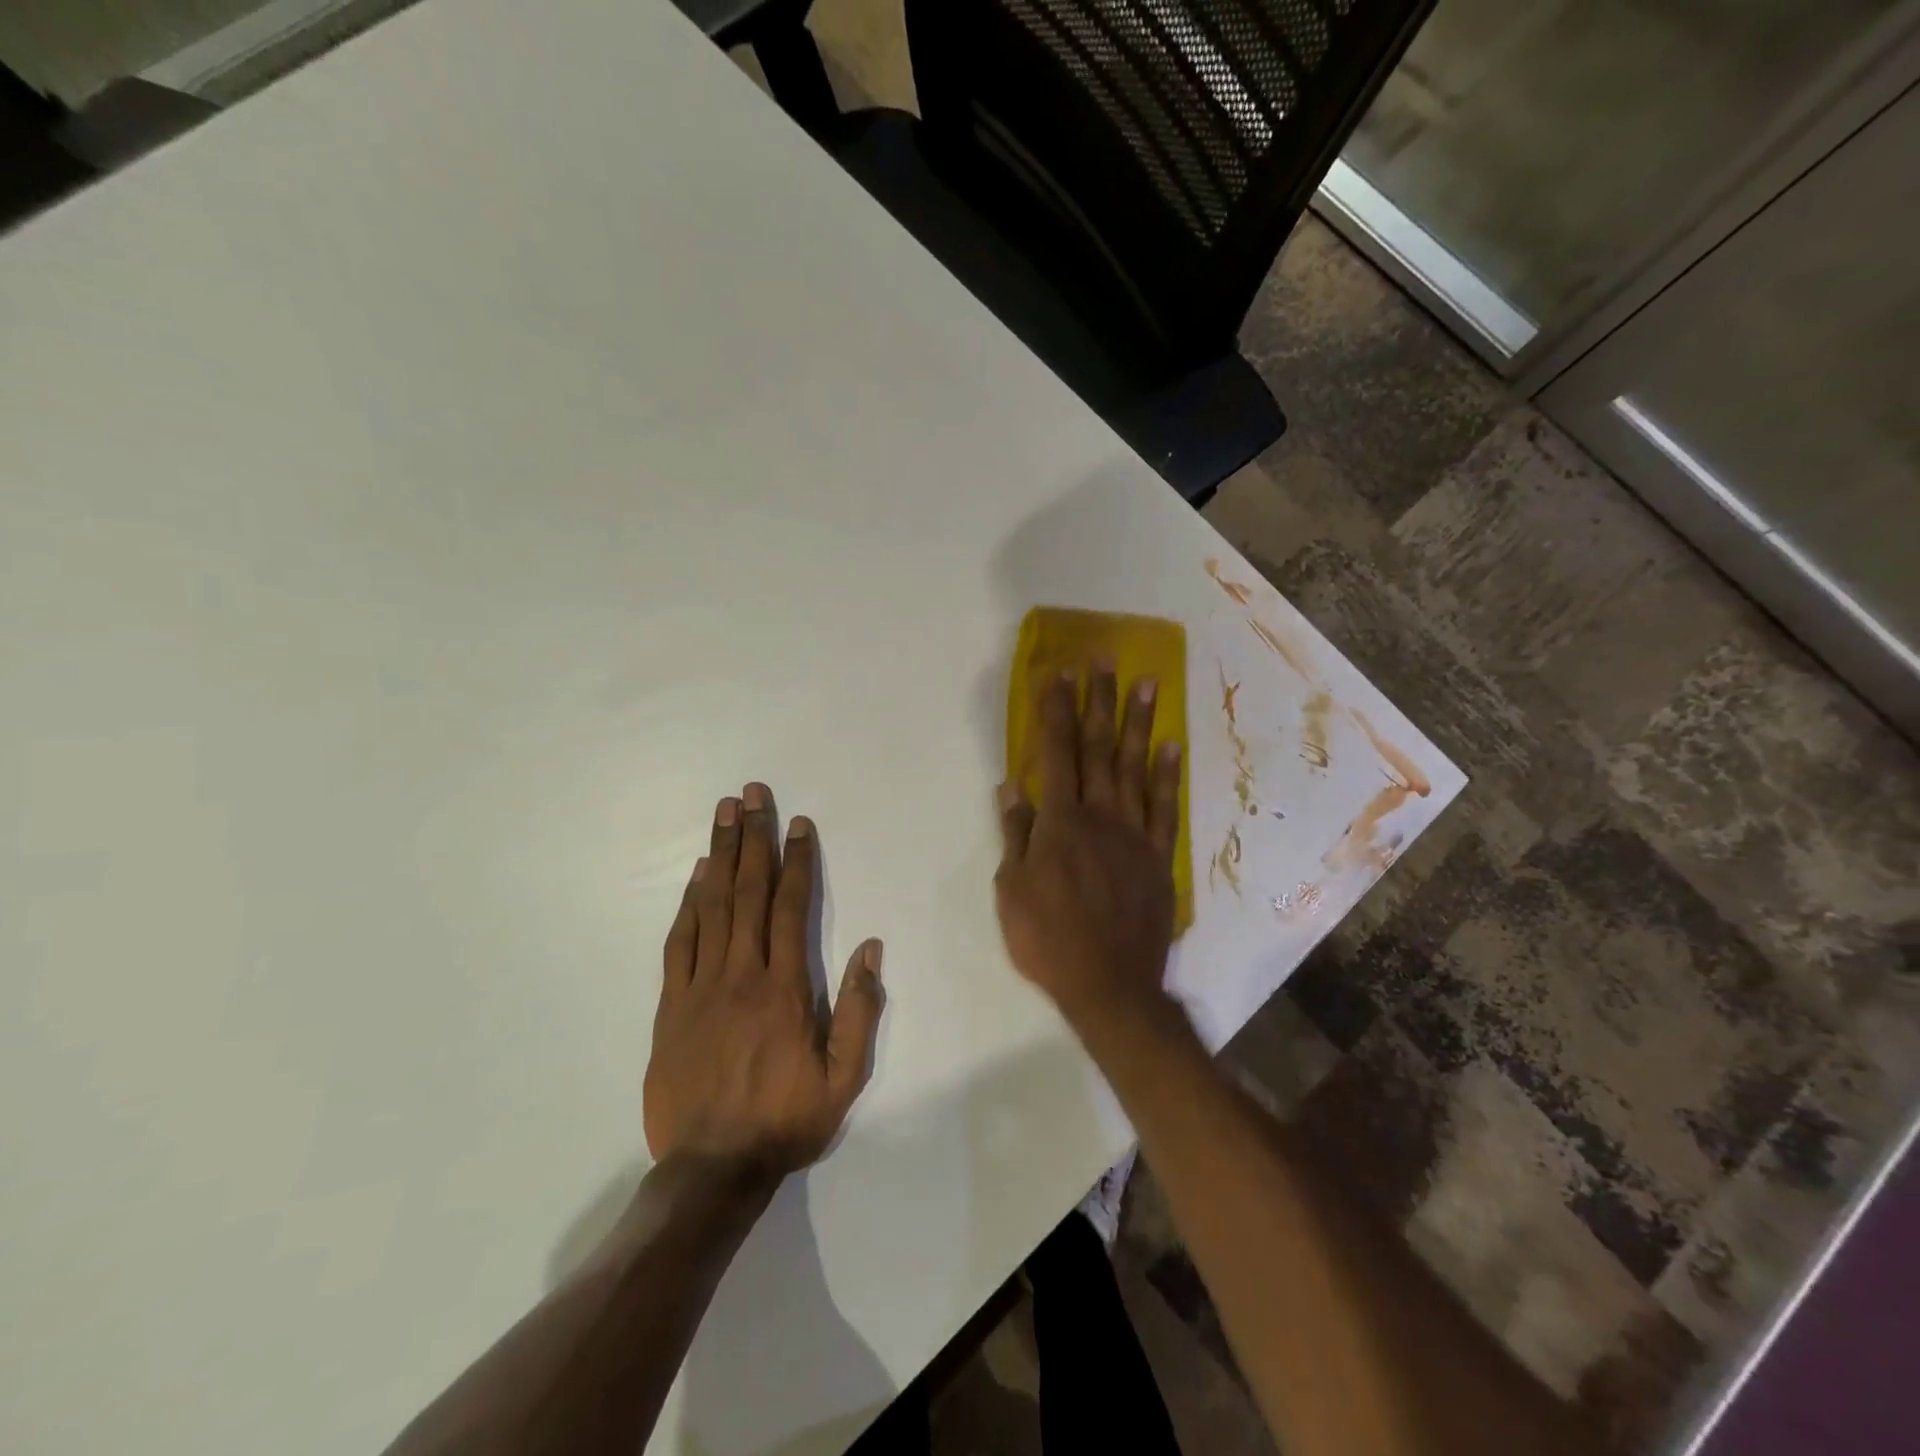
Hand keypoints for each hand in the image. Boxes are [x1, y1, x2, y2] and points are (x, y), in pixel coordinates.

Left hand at [644, 783, 884, 1181]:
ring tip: (724, 814)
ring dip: (720, 855)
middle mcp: (741, 974)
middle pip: (749, 892)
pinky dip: (688, 904)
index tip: (798, 823)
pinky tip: (697, 876)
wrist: (710, 1170)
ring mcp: (700, 987)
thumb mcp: (843, 1077)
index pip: (791, 908)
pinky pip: (679, 942)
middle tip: (751, 794)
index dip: (796, 860)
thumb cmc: (785, 1121)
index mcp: (784, 988)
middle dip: (753, 838)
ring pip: (712, 906)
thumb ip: (860, 1009)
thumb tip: (869, 947)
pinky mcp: (670, 1005)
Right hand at [994, 663, 1183, 1027]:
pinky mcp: (1159, 856)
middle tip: (1106, 659)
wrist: (1111, 985)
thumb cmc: (1049, 940)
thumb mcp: (1011, 890)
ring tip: (1148, 683)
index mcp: (1060, 823)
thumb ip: (1015, 835)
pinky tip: (1172, 745)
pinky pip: (1166, 807)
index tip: (1058, 675)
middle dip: (1100, 701)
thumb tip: (1012, 787)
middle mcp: (1100, 816)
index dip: (1055, 712)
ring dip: (1140, 724)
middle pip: (1099, 749)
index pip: (1056, 754)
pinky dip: (1169, 775)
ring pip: (1137, 768)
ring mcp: (1135, 834)